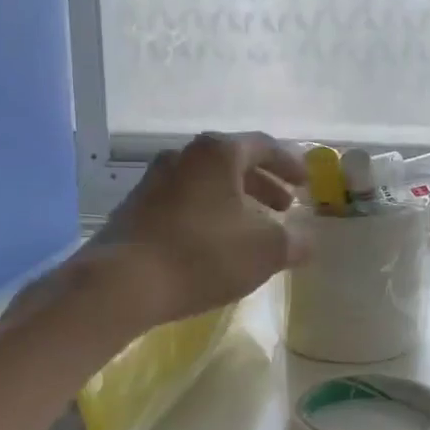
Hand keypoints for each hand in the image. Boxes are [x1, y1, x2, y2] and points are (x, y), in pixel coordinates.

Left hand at [79, 132, 308, 326]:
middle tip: (283, 207)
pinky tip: (215, 244)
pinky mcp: (135, 208)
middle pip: (233, 162)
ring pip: (207, 183)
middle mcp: (184, 156)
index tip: (306, 184)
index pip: (264, 146)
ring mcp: (154, 180)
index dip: (290, 164)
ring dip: (235, 201)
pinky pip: (185, 201)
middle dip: (263, 184)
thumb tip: (307, 241)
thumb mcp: (266, 251)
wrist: (121, 283)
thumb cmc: (203, 254)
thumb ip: (295, 242)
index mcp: (218, 153)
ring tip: (252, 228)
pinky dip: (209, 214)